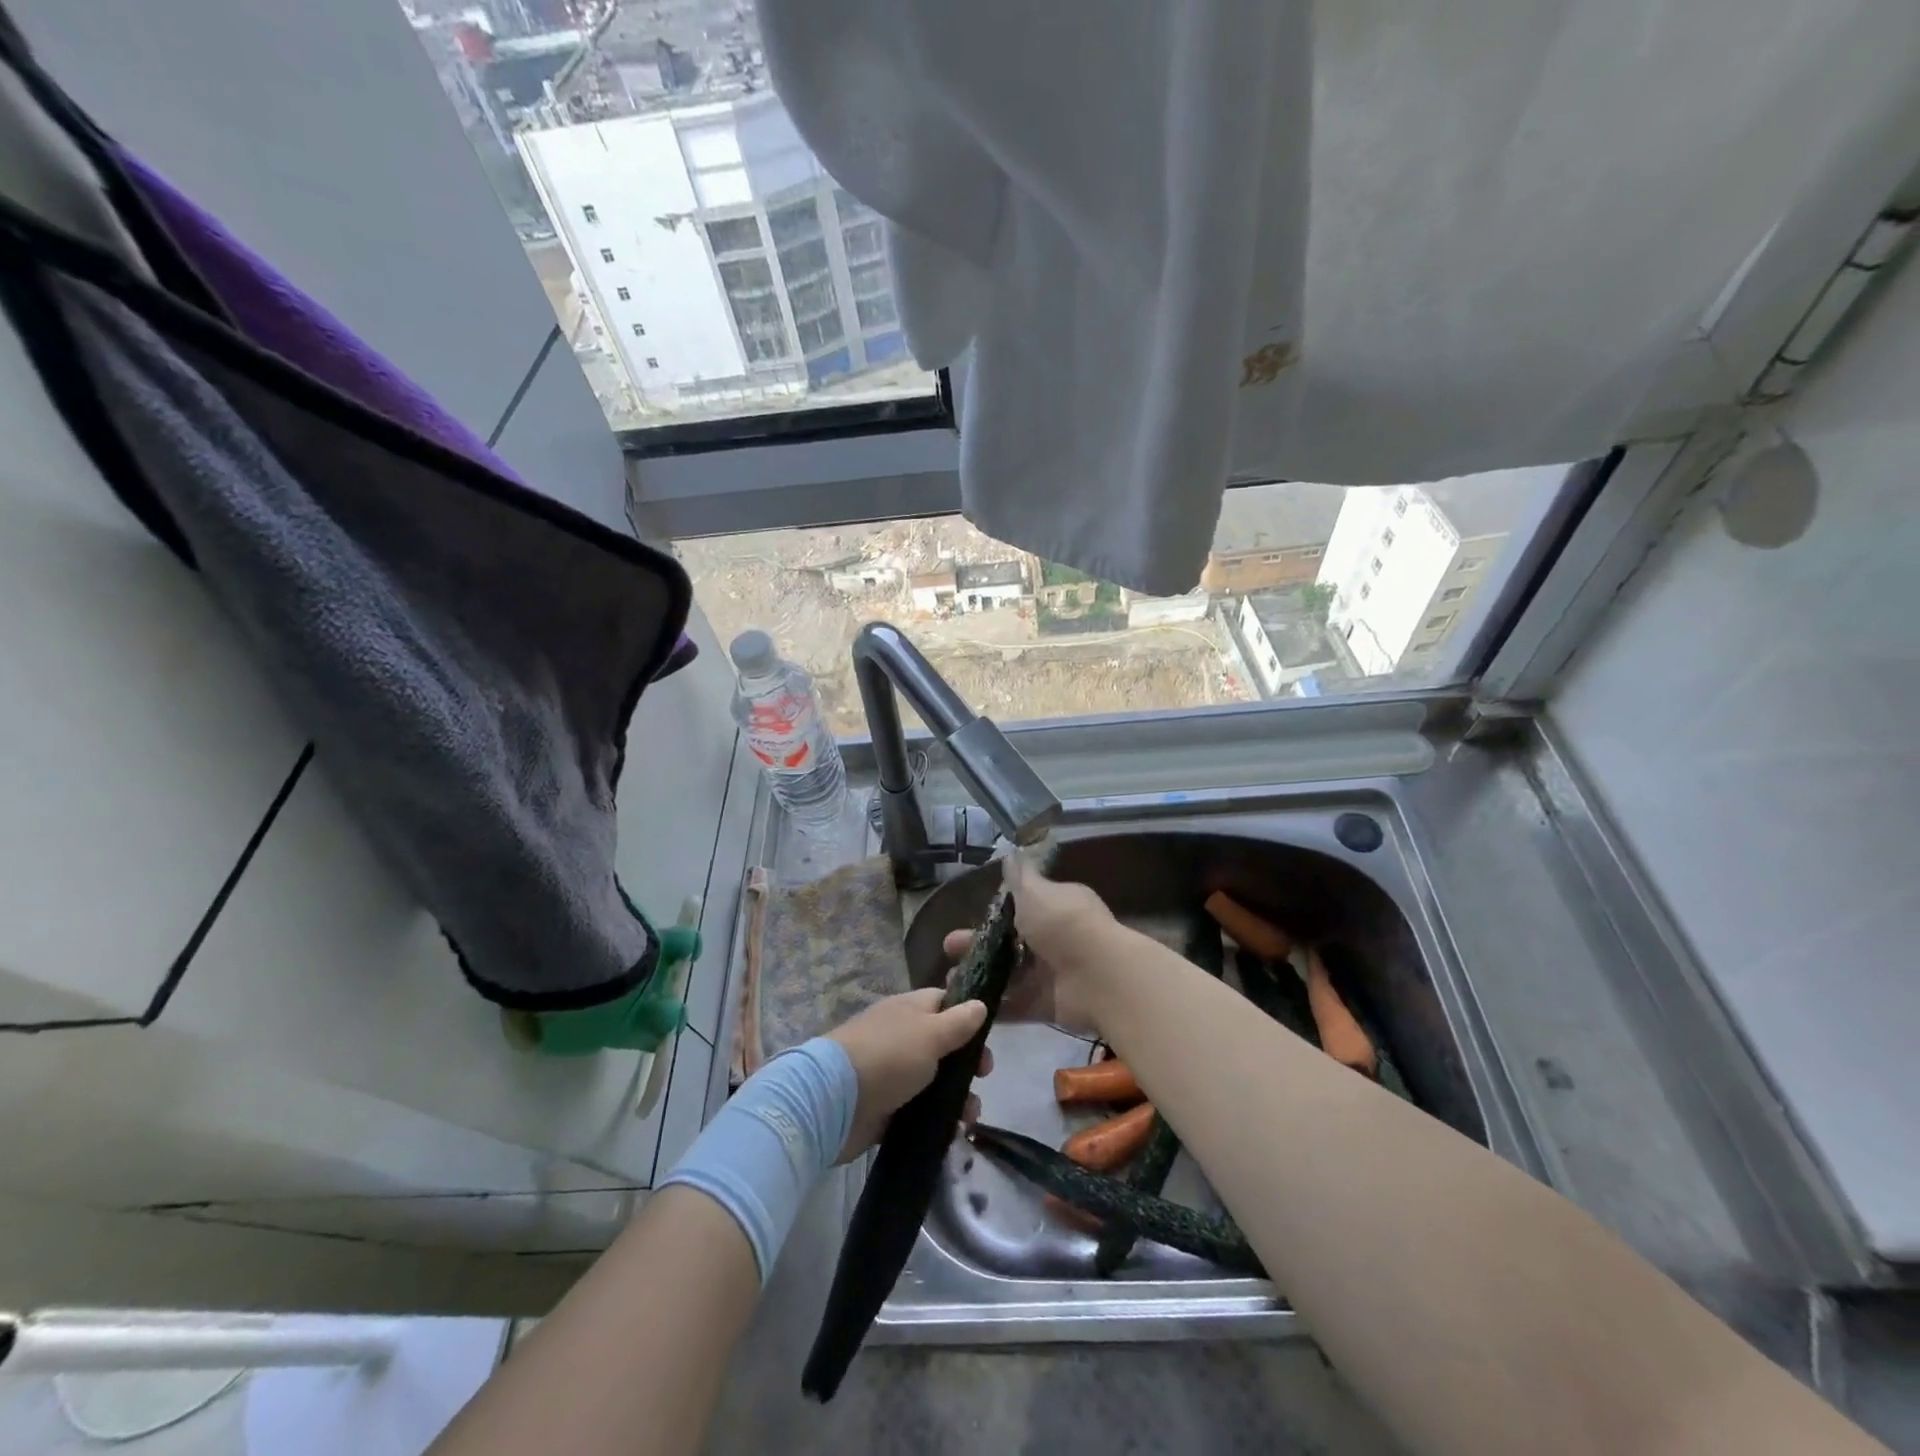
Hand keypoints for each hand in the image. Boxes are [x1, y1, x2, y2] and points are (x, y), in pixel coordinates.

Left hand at [826, 989, 991, 1161]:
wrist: (834, 1100)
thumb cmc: (889, 1056)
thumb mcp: (931, 1034)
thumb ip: (958, 1022)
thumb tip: (980, 1003)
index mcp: (910, 1010)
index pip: (944, 1003)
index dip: (968, 1017)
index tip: (987, 1038)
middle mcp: (901, 1037)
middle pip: (943, 1046)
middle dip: (967, 1064)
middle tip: (982, 1079)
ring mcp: (891, 1073)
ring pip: (934, 1082)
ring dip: (957, 1098)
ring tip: (968, 1118)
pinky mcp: (884, 1108)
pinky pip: (918, 1112)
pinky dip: (936, 1121)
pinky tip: (953, 1133)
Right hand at [941, 849, 1119, 1033]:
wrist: (1099, 977)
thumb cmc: (1064, 925)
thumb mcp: (1036, 892)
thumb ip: (1020, 877)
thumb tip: (1010, 854)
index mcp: (1055, 907)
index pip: (1021, 907)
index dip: (993, 913)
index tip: (967, 918)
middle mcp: (1054, 938)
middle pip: (1010, 942)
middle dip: (977, 944)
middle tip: (948, 949)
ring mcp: (1051, 974)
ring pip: (1009, 974)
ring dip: (981, 975)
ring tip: (950, 981)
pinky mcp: (1047, 1004)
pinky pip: (1016, 1005)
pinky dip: (995, 1005)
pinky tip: (967, 1004)